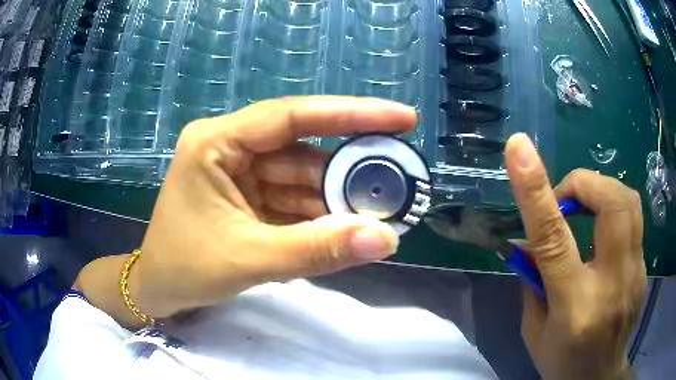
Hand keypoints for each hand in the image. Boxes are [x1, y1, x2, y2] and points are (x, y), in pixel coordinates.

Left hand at [132, 97, 415, 318]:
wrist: (159, 289)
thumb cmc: (184, 269)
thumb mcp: (248, 260)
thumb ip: (316, 250)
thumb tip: (385, 239)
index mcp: (217, 142)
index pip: (292, 116)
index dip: (351, 114)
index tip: (403, 118)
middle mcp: (231, 146)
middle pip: (303, 150)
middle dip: (349, 173)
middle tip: (399, 183)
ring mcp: (241, 171)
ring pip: (303, 178)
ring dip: (338, 200)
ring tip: (380, 216)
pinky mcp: (249, 195)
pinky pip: (294, 199)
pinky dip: (320, 216)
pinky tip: (346, 229)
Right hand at [505, 134, 645, 379]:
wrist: (598, 378)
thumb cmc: (562, 361)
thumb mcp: (534, 330)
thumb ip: (532, 282)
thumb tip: (525, 241)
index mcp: (574, 308)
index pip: (555, 241)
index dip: (537, 191)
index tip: (518, 148)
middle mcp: (612, 285)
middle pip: (612, 204)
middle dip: (585, 184)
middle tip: (566, 200)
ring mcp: (635, 276)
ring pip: (629, 203)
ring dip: (602, 192)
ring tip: (585, 211)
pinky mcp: (644, 269)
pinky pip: (633, 221)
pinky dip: (614, 214)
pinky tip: (602, 239)